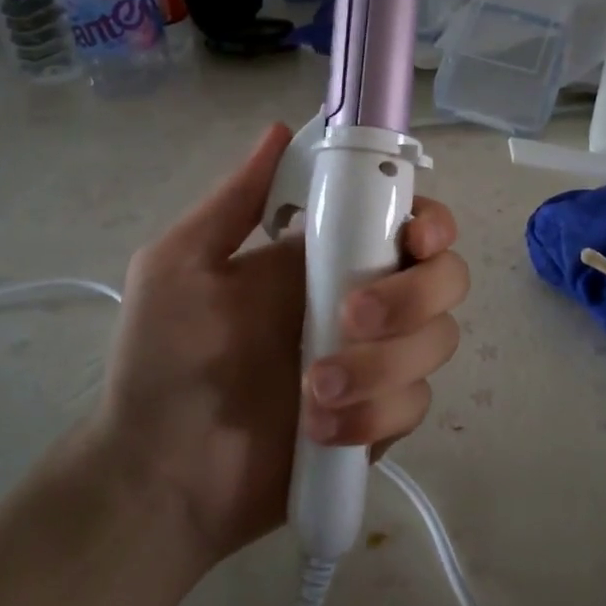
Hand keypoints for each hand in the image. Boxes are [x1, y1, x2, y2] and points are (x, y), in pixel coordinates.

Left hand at [91, 124, 467, 569]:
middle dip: (413, 295)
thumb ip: (235, 201)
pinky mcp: (381, 420)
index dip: (429, 221)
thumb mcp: (180, 267)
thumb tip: (279, 129)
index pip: (405, 220)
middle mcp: (363, 301)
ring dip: (384, 363)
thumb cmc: (162, 362)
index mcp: (324, 257)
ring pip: (438, 341)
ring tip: (313, 388)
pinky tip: (321, 429)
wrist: (161, 476)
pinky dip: (374, 414)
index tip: (415, 238)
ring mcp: (377, 363)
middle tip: (350, 317)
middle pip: (444, 277)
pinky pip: (414, 404)